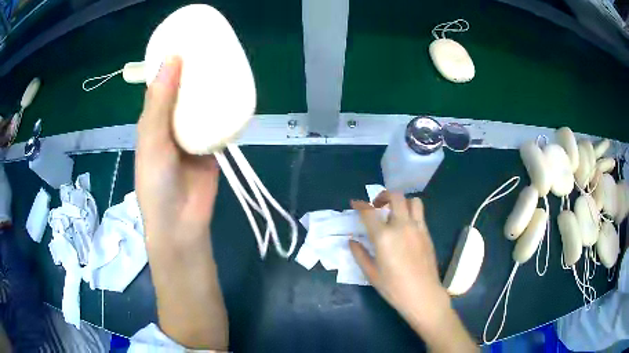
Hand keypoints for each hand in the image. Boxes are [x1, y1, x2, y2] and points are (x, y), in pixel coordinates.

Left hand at [136, 56, 219, 244]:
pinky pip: (219, 120)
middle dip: (195, 70)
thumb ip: (160, 101)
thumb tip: (173, 57)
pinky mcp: (212, 144)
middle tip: (212, 46)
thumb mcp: (152, 139)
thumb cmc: (157, 181)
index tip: (186, 39)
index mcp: (153, 119)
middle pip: (185, 89)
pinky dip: (225, 107)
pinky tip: (235, 90)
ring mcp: (193, 133)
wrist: (181, 222)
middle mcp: (172, 122)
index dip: (171, 62)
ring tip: (225, 61)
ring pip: (203, 102)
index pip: (162, 83)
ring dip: (211, 86)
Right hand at [350, 192, 477, 351]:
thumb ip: (360, 254)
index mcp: (384, 237)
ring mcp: (417, 228)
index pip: (369, 212)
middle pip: (395, 197)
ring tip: (395, 213)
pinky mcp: (427, 233)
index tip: (355, 203)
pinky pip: (420, 214)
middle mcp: (402, 226)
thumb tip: (352, 241)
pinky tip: (406, 227)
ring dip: (402, 202)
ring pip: (412, 201)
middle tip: (377, 205)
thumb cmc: (394, 288)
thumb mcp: (371, 274)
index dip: (360, 205)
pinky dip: (411, 212)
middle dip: (383, 196)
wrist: (423, 295)